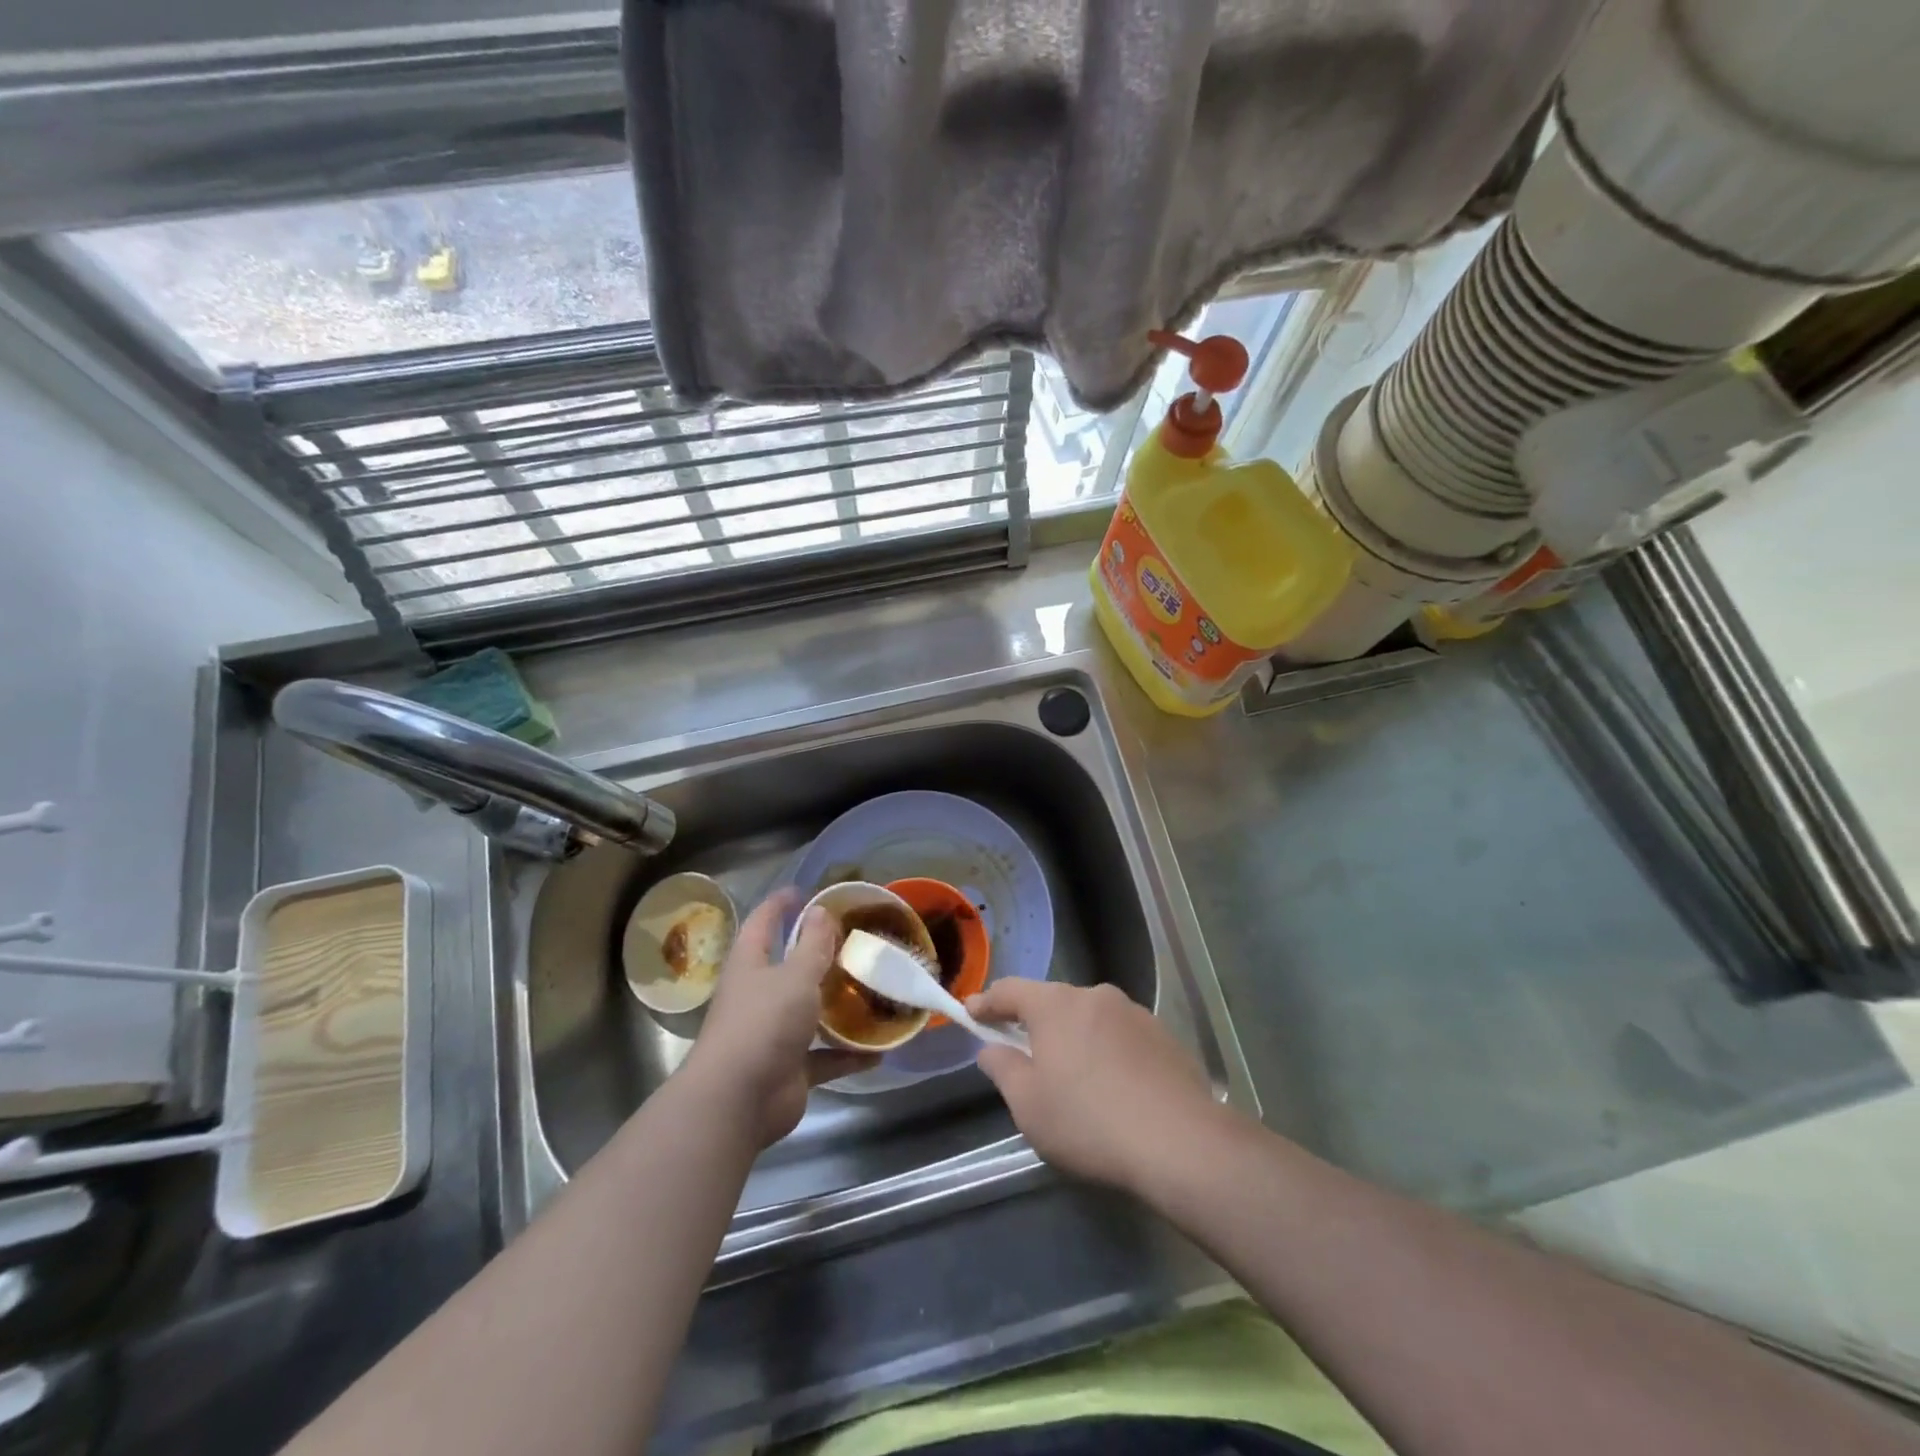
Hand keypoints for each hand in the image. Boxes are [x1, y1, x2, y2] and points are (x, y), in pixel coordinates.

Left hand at [682, 891, 876, 1147]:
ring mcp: (772, 1034)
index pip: (762, 922)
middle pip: (788, 967)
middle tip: (854, 941)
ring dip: (837, 1005)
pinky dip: (849, 1054)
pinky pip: (824, 1056)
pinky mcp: (789, 1068)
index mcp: (751, 964)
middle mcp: (758, 995)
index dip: (780, 904)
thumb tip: (820, 911)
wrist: (738, 1100)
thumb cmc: (764, 1022)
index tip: (803, 891)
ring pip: (809, 1012)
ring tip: (872, 991)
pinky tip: (879, 1050)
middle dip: (818, 955)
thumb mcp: (796, 975)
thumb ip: (812, 945)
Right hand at [969, 980, 1218, 1191]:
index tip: (971, 1013)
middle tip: (1021, 1052)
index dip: (987, 1002)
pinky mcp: (1163, 1035)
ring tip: (1072, 1075)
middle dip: (1033, 1022)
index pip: (1010, 990)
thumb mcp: (1029, 1105)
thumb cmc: (1089, 1122)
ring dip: (1073, 1037)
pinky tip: (1112, 1086)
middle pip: (1052, 1001)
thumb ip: (1003, 1068)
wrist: (1180, 1142)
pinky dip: (1106, 1051)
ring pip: (1089, 1017)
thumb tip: (991, 1048)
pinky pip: (1120, 1035)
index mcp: (1056, 1005)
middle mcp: (1095, 996)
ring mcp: (1133, 1013)